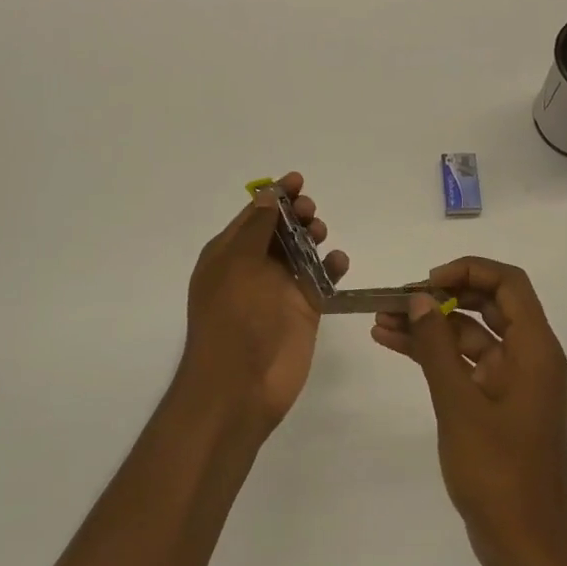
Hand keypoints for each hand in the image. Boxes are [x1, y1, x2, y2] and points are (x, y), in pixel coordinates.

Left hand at [178, 173, 348, 430]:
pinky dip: (331, 267)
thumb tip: (267, 195)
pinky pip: (321, 280)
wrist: (240, 386)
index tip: (297, 180)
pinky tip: (337, 262)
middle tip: (311, 212)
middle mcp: (253, 268)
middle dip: (297, 214)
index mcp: (229, 255)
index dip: (274, 196)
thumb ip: (256, 228)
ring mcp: (280, 289)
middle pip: (280, 230)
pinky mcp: (304, 310)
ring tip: (321, 234)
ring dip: (313, 236)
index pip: (253, 215)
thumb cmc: (232, 319)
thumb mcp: (237, 265)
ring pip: (302, 251)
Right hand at [372, 257, 566, 565]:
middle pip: (489, 304)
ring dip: (431, 326)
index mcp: (536, 350)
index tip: (428, 283)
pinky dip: (434, 354)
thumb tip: (420, 299)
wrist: (524, 545)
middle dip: (443, 297)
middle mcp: (529, 358)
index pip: (509, 284)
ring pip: (471, 335)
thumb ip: (437, 348)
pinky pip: (465, 364)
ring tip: (381, 320)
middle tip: (399, 299)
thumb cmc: (498, 472)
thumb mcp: (460, 404)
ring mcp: (512, 382)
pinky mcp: (496, 403)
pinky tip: (394, 344)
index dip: (469, 270)